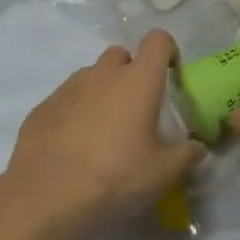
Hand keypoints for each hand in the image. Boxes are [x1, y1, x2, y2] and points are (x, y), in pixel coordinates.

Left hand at [1, 30, 204, 239]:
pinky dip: (76, 111)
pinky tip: (75, 146)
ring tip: (104, 130)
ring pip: (91, 76)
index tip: (171, 75)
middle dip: (131, 71)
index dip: (168, 51)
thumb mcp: (164, 173)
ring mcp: (68, 89)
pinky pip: (66, 99)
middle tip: (136, 108)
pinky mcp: (41, 108)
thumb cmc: (115, 178)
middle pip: (121, 54)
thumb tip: (197, 146)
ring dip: (102, 91)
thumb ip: (187, 154)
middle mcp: (102, 75)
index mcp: (138, 81)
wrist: (46, 199)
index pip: (157, 40)